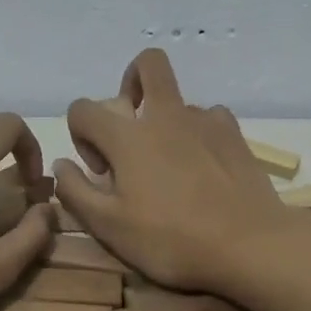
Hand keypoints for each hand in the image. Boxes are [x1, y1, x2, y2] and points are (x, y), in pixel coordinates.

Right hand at [53, 50, 295, 294]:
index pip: (83, 107)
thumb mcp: (109, 227)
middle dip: (130, 83)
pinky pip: (209, 118)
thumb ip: (75, 192)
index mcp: (127, 136)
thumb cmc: (171, 239)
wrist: (249, 245)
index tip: (100, 170)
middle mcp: (164, 115)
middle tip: (131, 127)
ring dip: (165, 122)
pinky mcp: (234, 135)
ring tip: (171, 167)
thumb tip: (60, 164)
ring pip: (177, 100)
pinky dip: (198, 135)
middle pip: (147, 64)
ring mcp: (204, 120)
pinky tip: (203, 168)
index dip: (80, 134)